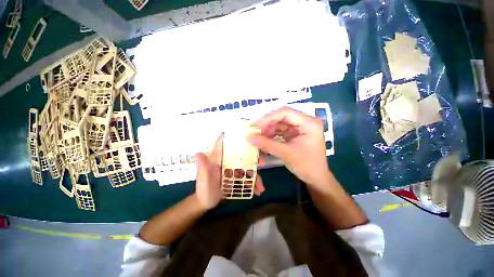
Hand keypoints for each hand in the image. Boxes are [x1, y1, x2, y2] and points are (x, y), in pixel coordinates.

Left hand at [195, 134, 265, 209]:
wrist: (206, 202)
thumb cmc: (203, 190)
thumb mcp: (204, 180)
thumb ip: (203, 168)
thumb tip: (198, 153)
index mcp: (217, 158)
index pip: (223, 143)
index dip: (233, 137)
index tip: (247, 135)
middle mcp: (226, 160)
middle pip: (241, 154)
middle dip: (253, 157)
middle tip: (262, 163)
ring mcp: (232, 168)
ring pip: (247, 166)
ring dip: (255, 174)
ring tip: (260, 187)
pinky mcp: (236, 176)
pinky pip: (247, 176)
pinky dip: (253, 182)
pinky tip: (258, 190)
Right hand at [247, 107, 330, 187]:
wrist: (316, 178)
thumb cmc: (306, 165)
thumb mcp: (285, 153)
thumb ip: (266, 144)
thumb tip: (249, 137)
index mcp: (309, 123)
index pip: (286, 112)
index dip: (269, 117)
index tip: (256, 125)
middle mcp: (305, 122)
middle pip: (282, 117)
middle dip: (267, 124)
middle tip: (255, 131)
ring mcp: (300, 127)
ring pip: (280, 123)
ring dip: (269, 130)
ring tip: (258, 137)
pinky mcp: (295, 134)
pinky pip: (281, 130)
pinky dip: (272, 135)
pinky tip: (265, 140)